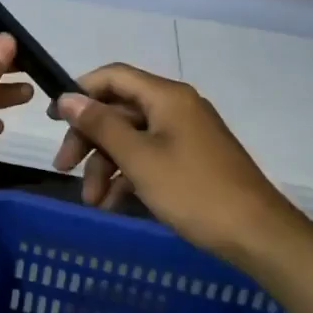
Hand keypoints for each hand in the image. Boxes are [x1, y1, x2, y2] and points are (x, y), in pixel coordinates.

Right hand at [52, 64, 305, 264]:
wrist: (259, 236)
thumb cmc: (194, 191)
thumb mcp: (139, 159)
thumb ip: (101, 125)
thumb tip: (67, 97)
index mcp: (166, 97)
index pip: (113, 77)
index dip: (80, 92)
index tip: (53, 119)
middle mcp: (175, 108)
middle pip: (118, 111)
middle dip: (88, 139)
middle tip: (63, 167)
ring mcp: (185, 136)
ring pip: (131, 139)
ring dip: (105, 166)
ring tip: (92, 201)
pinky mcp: (191, 161)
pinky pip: (149, 157)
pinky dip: (128, 177)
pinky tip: (113, 204)